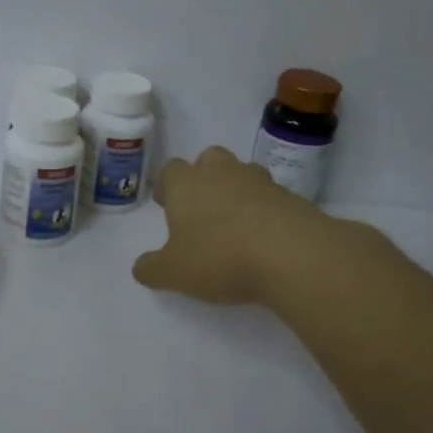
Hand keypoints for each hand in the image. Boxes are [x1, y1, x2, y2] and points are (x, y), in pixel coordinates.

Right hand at [132, 146, 346, 305]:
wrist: (292, 255)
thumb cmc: (219, 257)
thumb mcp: (173, 272)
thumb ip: (152, 269)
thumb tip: (141, 268)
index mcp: (187, 184)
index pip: (171, 170)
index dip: (167, 185)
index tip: (166, 205)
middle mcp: (222, 173)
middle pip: (209, 159)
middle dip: (203, 177)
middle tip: (200, 207)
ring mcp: (260, 182)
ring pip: (242, 174)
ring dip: (236, 190)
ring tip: (234, 223)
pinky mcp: (291, 198)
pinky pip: (270, 197)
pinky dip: (264, 210)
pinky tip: (263, 238)